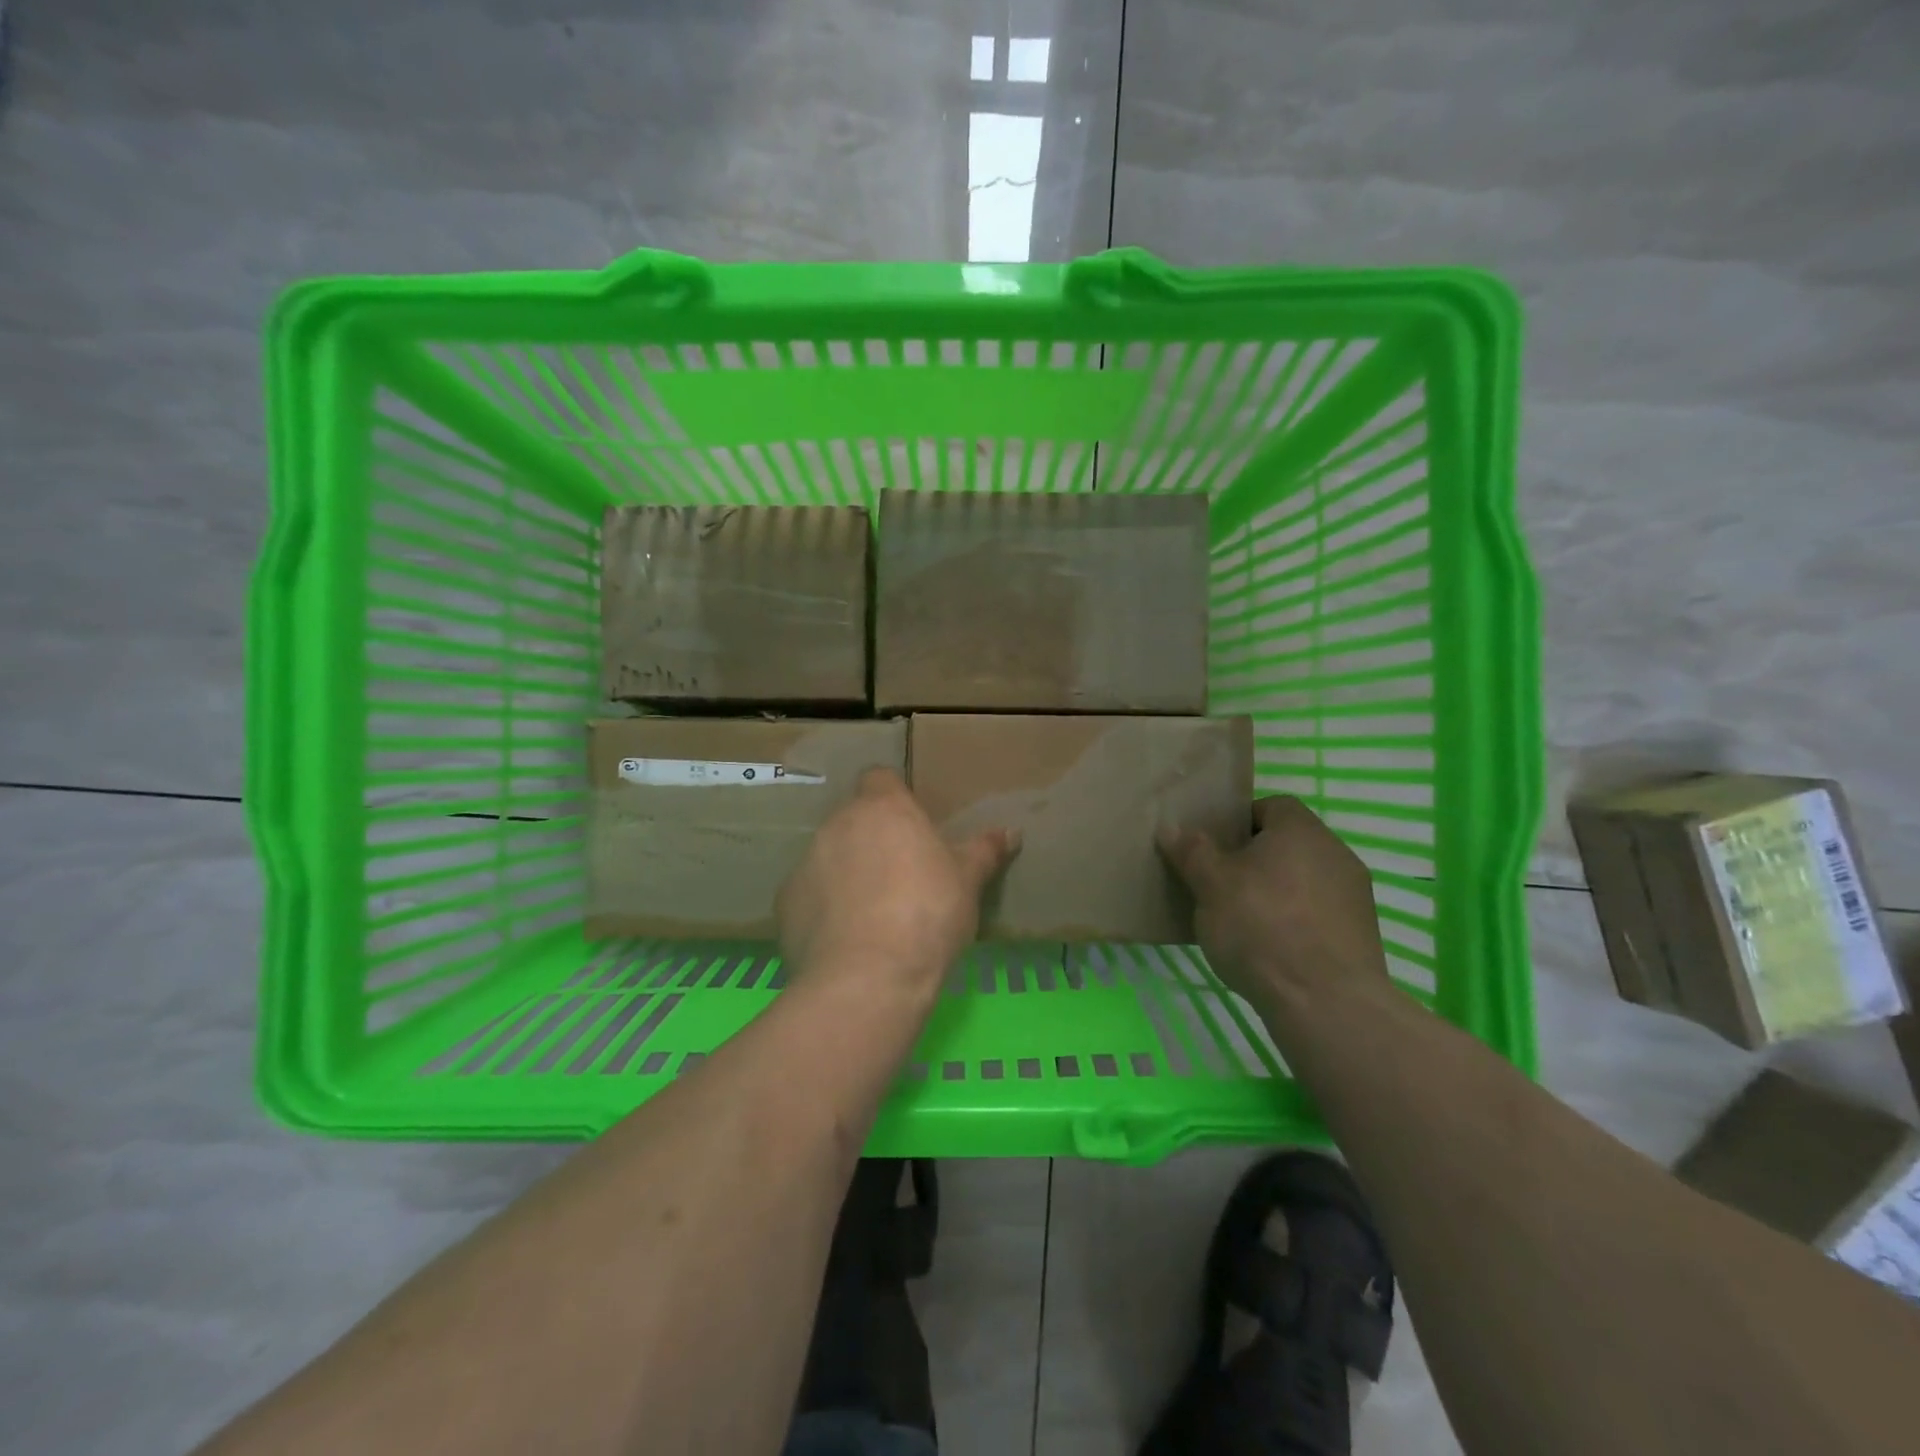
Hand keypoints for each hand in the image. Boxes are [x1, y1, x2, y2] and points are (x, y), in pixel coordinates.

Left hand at [777, 768, 1020, 993]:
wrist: (868, 977)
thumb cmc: (927, 914)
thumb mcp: (968, 881)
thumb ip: (985, 851)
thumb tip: (1012, 832)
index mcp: (882, 808)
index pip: (880, 778)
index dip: (894, 798)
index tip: (912, 827)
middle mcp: (837, 824)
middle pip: (854, 820)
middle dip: (873, 840)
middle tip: (900, 876)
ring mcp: (806, 862)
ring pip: (829, 857)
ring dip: (846, 873)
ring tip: (873, 915)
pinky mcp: (785, 903)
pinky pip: (809, 896)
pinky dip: (824, 909)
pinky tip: (845, 940)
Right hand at [1158, 796, 1388, 1006]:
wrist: (1325, 1001)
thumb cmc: (1260, 926)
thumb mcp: (1211, 885)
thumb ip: (1192, 852)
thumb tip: (1172, 828)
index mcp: (1301, 830)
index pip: (1272, 806)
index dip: (1240, 821)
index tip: (1216, 847)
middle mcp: (1335, 853)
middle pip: (1289, 844)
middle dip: (1255, 859)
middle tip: (1221, 884)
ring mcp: (1355, 895)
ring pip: (1304, 881)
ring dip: (1277, 892)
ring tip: (1243, 921)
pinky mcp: (1363, 935)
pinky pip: (1319, 914)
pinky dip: (1297, 922)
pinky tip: (1272, 949)